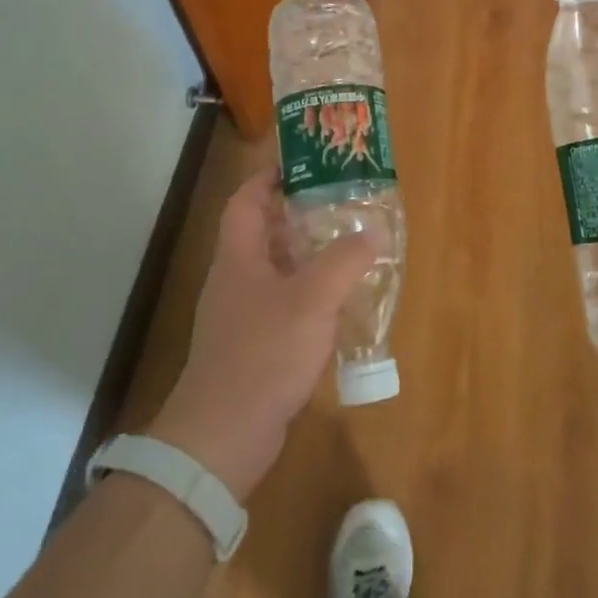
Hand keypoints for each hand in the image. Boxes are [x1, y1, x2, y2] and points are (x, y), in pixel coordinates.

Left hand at [147, 169, 382, 499]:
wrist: (224, 435)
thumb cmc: (264, 353)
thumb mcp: (312, 299)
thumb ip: (345, 260)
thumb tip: (372, 231)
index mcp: (239, 257)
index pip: (247, 200)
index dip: (270, 177)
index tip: (304, 162)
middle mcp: (236, 279)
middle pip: (263, 231)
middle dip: (298, 212)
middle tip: (340, 201)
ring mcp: (242, 314)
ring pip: (276, 268)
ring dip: (307, 253)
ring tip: (347, 242)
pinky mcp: (253, 345)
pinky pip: (283, 302)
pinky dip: (308, 291)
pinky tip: (338, 299)